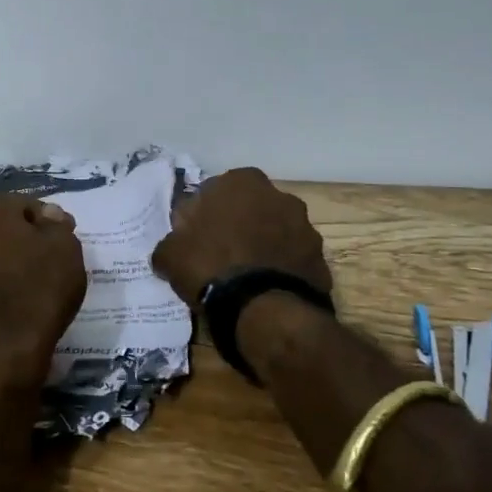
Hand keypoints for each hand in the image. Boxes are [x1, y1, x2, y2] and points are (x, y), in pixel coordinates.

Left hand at [0, 193, 87, 364]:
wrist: (6, 350)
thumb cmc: (41, 287)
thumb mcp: (65, 246)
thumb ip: (56, 224)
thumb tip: (47, 215)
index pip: (21, 204)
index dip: (46, 219)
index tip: (63, 238)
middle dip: (21, 240)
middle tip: (48, 259)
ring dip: (4, 265)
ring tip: (31, 285)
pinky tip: (14, 305)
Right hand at [151, 167, 331, 306]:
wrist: (264, 309)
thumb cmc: (211, 267)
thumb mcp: (171, 255)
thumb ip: (170, 243)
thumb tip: (171, 248)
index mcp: (241, 182)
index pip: (216, 190)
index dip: (205, 214)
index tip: (196, 236)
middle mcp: (279, 194)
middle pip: (251, 207)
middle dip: (239, 225)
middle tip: (220, 254)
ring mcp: (305, 225)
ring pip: (276, 231)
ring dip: (263, 245)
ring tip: (245, 275)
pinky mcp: (320, 257)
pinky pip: (293, 258)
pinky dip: (281, 268)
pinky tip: (265, 289)